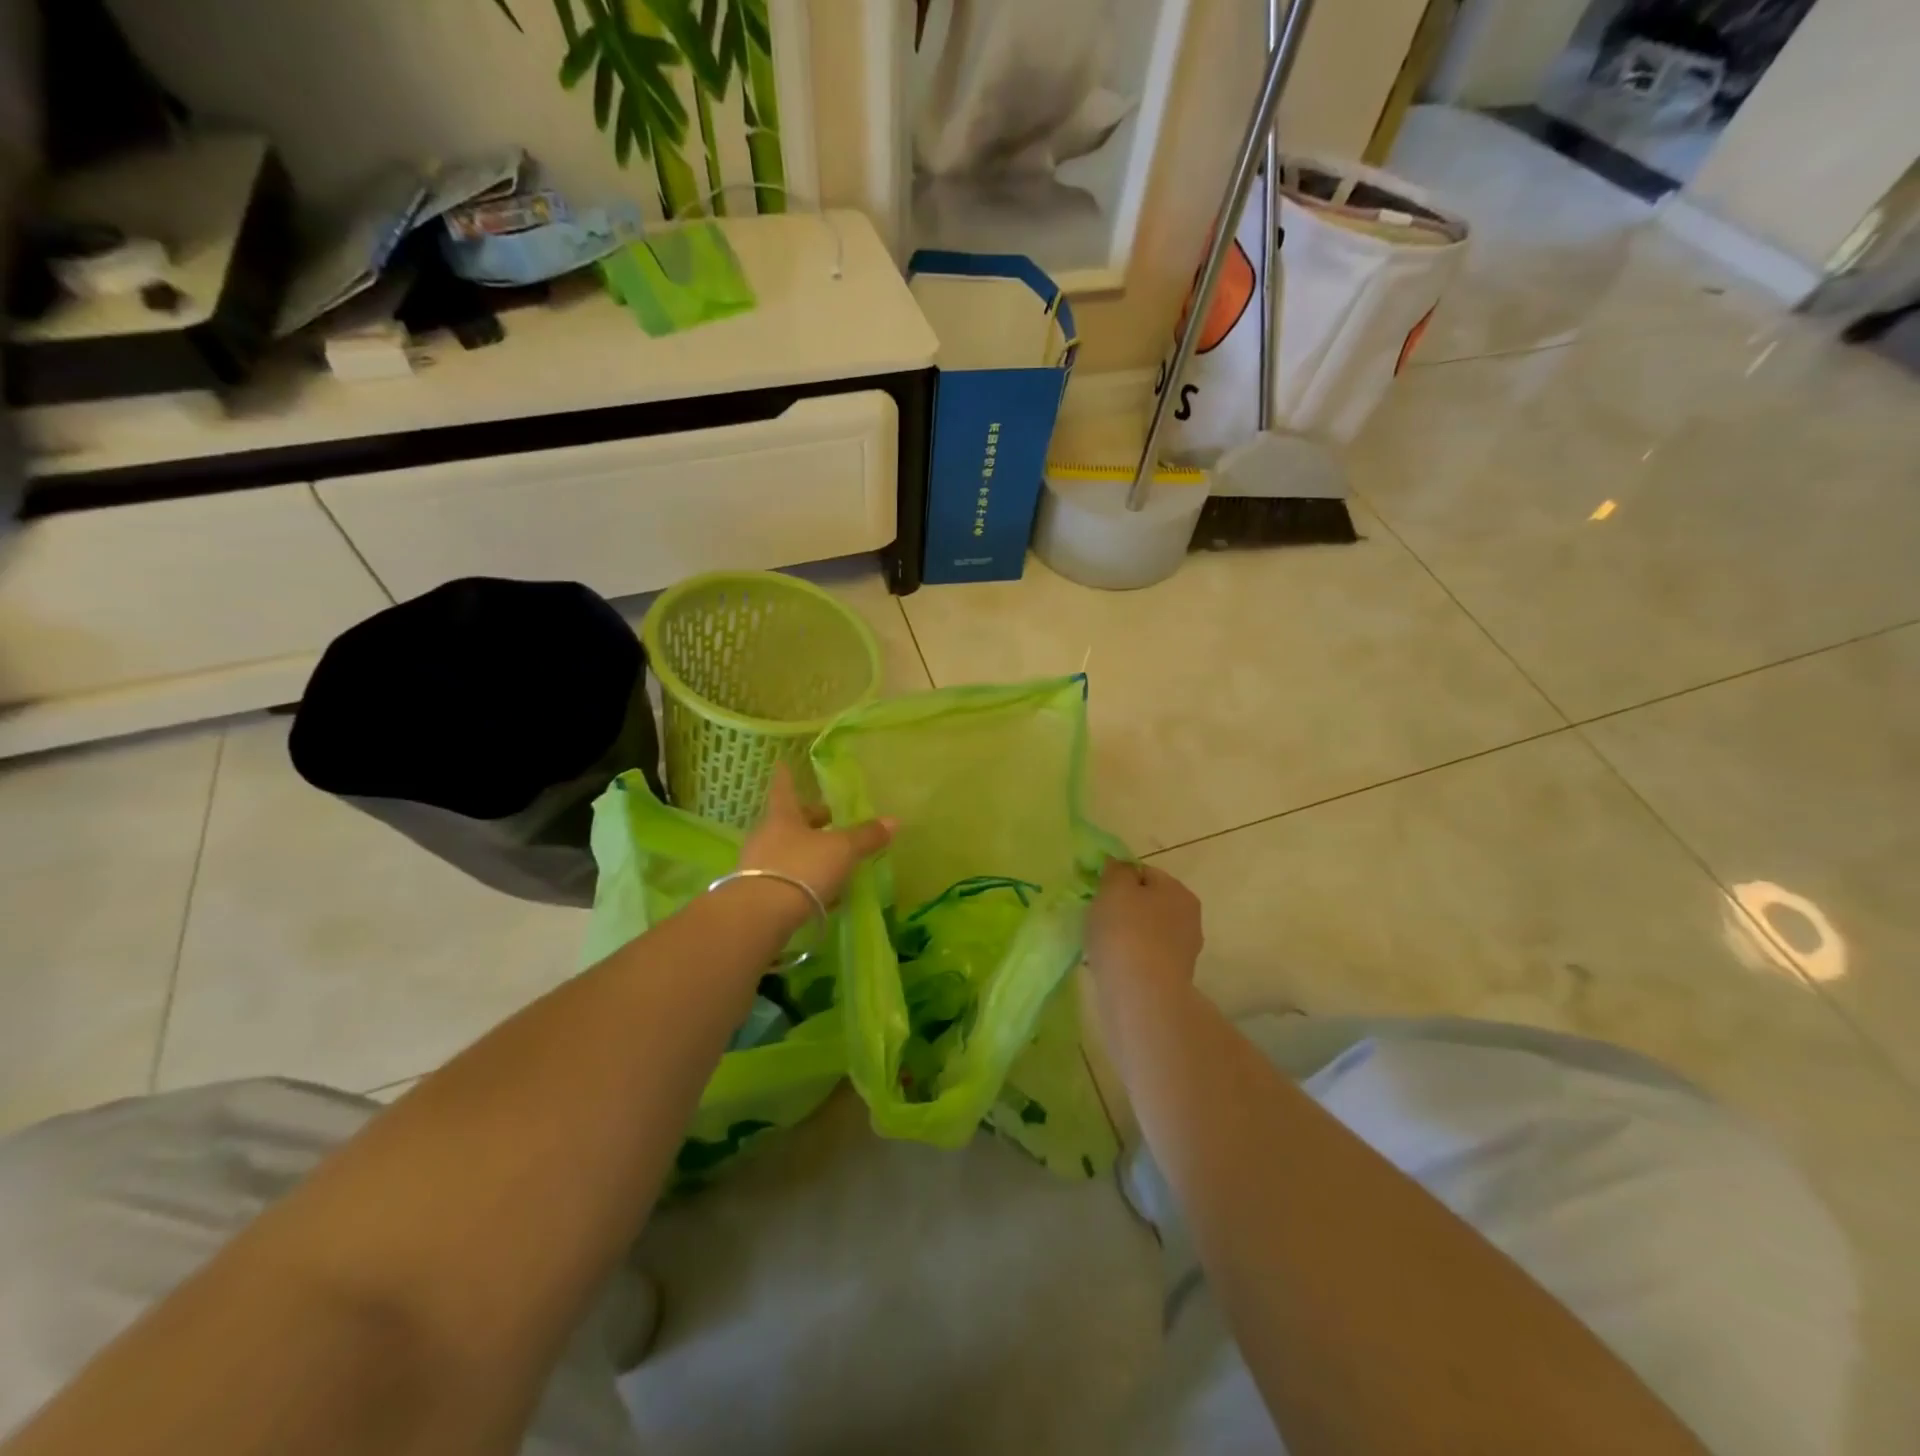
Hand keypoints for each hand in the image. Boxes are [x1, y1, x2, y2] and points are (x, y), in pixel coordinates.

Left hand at [737, 763, 895, 907]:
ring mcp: (759, 866)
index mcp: (783, 816)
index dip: (787, 776)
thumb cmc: (802, 868)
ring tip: (834, 861)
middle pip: (790, 822)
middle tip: (831, 821)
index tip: (783, 763)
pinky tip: (825, 894)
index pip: (785, 788)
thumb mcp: (841, 850)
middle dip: (811, 821)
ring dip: (809, 853)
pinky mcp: (758, 895)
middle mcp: (767, 836)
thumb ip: (866, 836)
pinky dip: (805, 881)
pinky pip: (787, 879)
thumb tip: (894, 820)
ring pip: (788, 851)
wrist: (760, 916)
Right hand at [1085, 859, 1203, 992]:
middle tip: (1097, 918)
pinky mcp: (1173, 978)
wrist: (1141, 996)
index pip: (1144, 873)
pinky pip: (1145, 957)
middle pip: (1148, 903)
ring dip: (1126, 935)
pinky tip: (1112, 965)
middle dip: (1124, 908)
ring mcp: (1184, 950)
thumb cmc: (1126, 932)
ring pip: (1146, 931)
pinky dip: (1129, 958)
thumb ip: (1116, 871)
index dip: (1118, 879)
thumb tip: (1119, 865)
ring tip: (1101, 946)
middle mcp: (1189, 917)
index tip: (1097, 893)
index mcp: (1178, 891)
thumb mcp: (1114, 889)